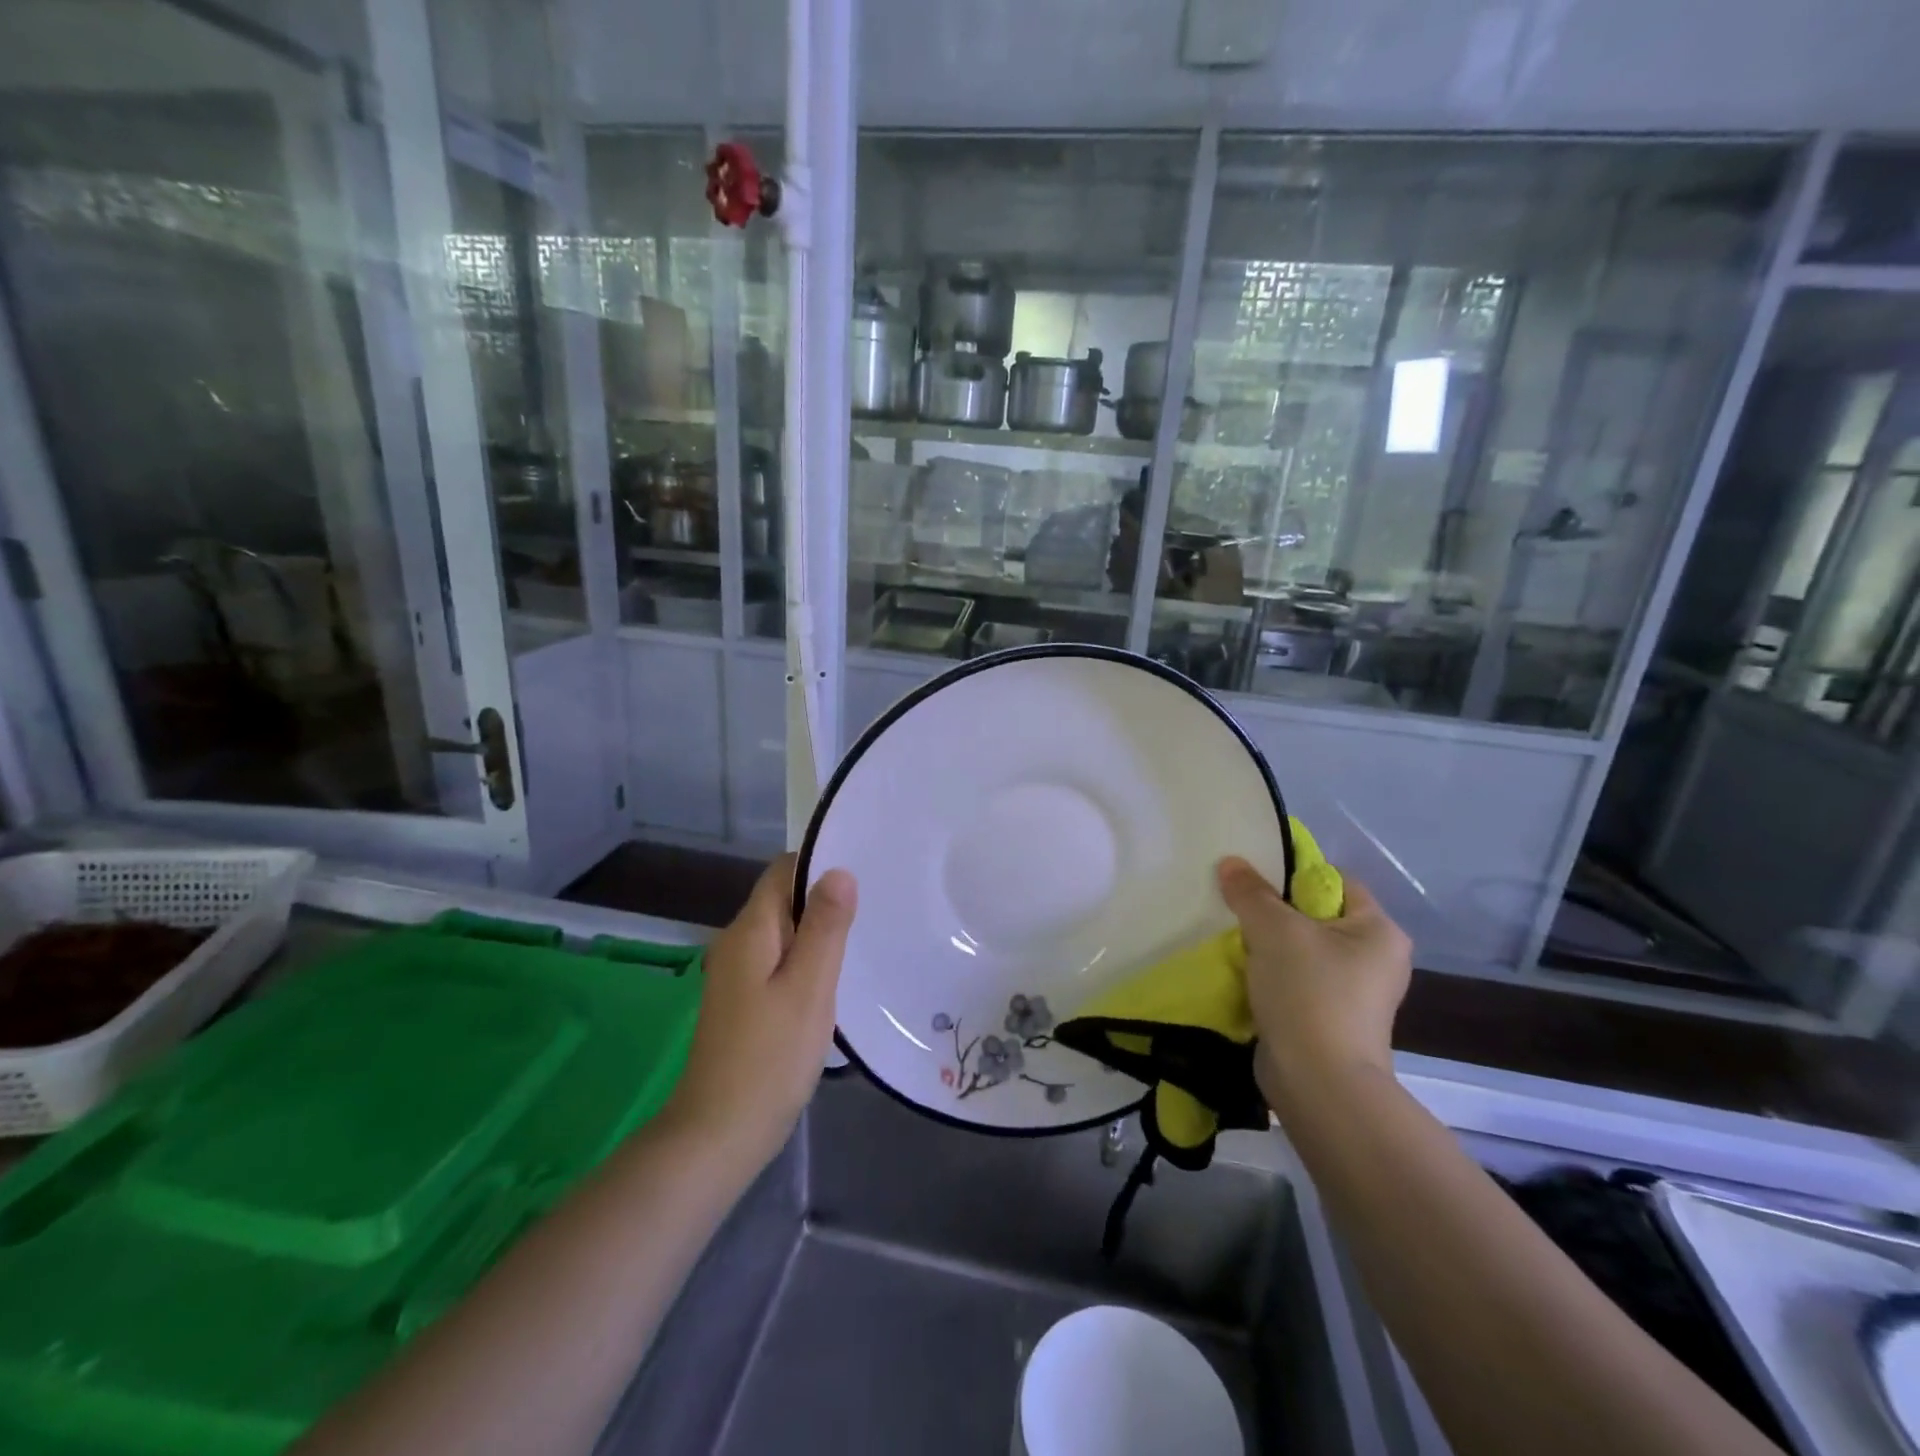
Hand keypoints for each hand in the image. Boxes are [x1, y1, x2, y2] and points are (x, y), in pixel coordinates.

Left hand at [661, 854, 856, 1167]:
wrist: (719, 1133)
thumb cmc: (770, 1056)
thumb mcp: (809, 987)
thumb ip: (825, 927)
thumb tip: (839, 871)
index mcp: (751, 931)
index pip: (784, 871)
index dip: (821, 864)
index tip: (864, 871)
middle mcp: (738, 943)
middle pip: (784, 900)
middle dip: (825, 899)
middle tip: (874, 908)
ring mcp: (737, 974)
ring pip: (784, 933)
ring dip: (819, 932)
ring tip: (864, 939)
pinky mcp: (743, 1001)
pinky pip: (779, 962)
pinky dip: (807, 960)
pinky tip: (834, 979)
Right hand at [1216, 857, 1410, 1109]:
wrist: (1318, 1083)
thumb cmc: (1309, 993)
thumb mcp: (1273, 929)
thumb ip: (1250, 891)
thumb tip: (1231, 863)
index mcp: (1380, 930)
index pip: (1335, 882)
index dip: (1293, 876)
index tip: (1253, 883)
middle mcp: (1376, 959)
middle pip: (1315, 916)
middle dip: (1274, 914)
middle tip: (1237, 911)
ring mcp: (1355, 995)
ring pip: (1302, 952)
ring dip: (1268, 947)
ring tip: (1234, 943)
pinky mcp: (1331, 1021)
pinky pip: (1296, 982)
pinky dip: (1271, 977)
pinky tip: (1244, 976)